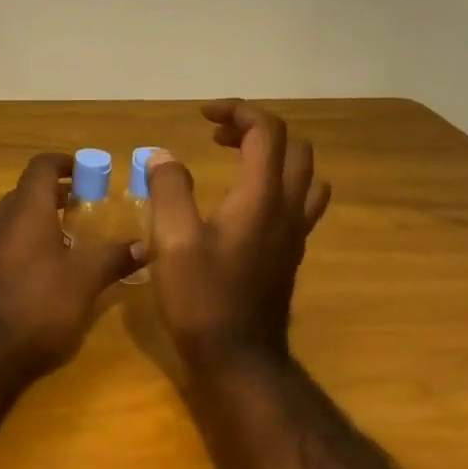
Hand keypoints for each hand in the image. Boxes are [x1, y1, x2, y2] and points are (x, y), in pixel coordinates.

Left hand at [0, 152, 138, 378]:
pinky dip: (29, 242)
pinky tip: (50, 267)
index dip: (65, 162)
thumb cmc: (38, 304)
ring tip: (75, 238)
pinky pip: (6, 241)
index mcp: (24, 208)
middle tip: (90, 207)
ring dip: (44, 220)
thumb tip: (145, 245)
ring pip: (16, 218)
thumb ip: (113, 257)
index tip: (88, 170)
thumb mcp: (84, 280)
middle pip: (29, 192)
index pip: (42, 166)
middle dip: (59, 195)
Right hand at [146, 101, 331, 368]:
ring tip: (236, 159)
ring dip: (273, 154)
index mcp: (262, 197)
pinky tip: (246, 200)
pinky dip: (279, 182)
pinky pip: (301, 200)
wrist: (239, 356)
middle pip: (292, 146)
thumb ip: (169, 189)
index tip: (202, 116)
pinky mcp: (291, 251)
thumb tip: (164, 156)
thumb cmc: (202, 297)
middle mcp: (288, 207)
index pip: (267, 131)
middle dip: (254, 129)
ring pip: (303, 173)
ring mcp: (295, 232)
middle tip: (215, 137)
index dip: (238, 111)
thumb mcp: (172, 240)